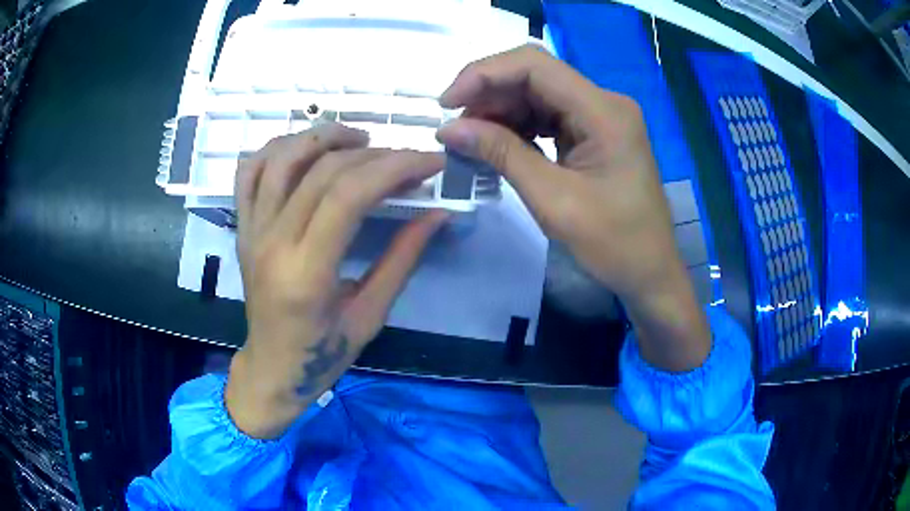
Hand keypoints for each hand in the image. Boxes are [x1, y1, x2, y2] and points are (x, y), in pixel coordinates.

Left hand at [226, 123, 447, 438]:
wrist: (271, 368)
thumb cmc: (322, 354)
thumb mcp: (371, 315)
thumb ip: (402, 259)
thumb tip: (437, 214)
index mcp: (306, 274)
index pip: (348, 196)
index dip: (395, 168)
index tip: (430, 162)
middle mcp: (271, 243)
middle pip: (322, 171)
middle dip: (375, 154)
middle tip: (408, 158)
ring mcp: (250, 231)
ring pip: (280, 158)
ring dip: (323, 136)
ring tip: (360, 139)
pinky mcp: (242, 228)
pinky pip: (249, 172)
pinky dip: (278, 147)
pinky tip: (307, 148)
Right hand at [437, 45, 709, 370]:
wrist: (650, 272)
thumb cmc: (614, 244)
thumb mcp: (554, 201)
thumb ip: (502, 155)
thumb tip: (449, 128)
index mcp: (603, 111)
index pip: (534, 65)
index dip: (483, 74)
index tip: (447, 104)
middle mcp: (604, 102)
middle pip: (534, 76)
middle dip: (488, 96)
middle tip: (456, 130)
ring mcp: (600, 116)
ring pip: (537, 95)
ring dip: (500, 112)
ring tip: (471, 142)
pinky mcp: (594, 133)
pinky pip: (548, 116)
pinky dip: (518, 128)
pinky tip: (497, 146)